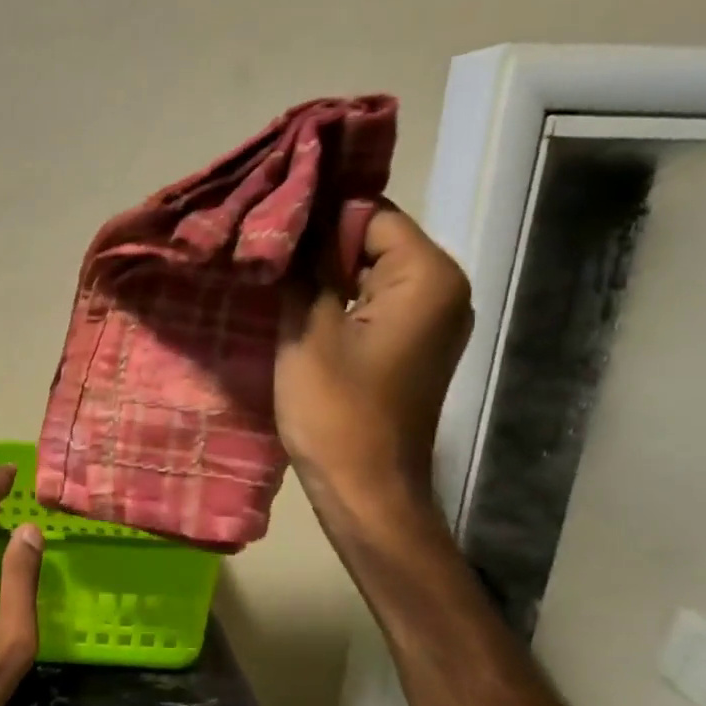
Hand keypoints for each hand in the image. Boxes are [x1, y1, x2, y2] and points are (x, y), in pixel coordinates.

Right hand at [275, 206, 472, 518]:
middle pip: (374, 241)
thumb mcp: (308, 333)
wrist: (367, 490)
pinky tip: (298, 311)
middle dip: (320, 247)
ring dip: (325, 277)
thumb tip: (294, 224)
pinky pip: (374, 305)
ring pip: (370, 274)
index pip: (370, 214)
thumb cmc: (337, 412)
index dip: (318, 217)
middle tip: (262, 253)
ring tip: (273, 280)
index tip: (268, 226)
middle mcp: (444, 289)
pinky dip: (339, 303)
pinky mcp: (413, 347)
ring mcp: (432, 321)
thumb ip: (305, 271)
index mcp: (427, 276)